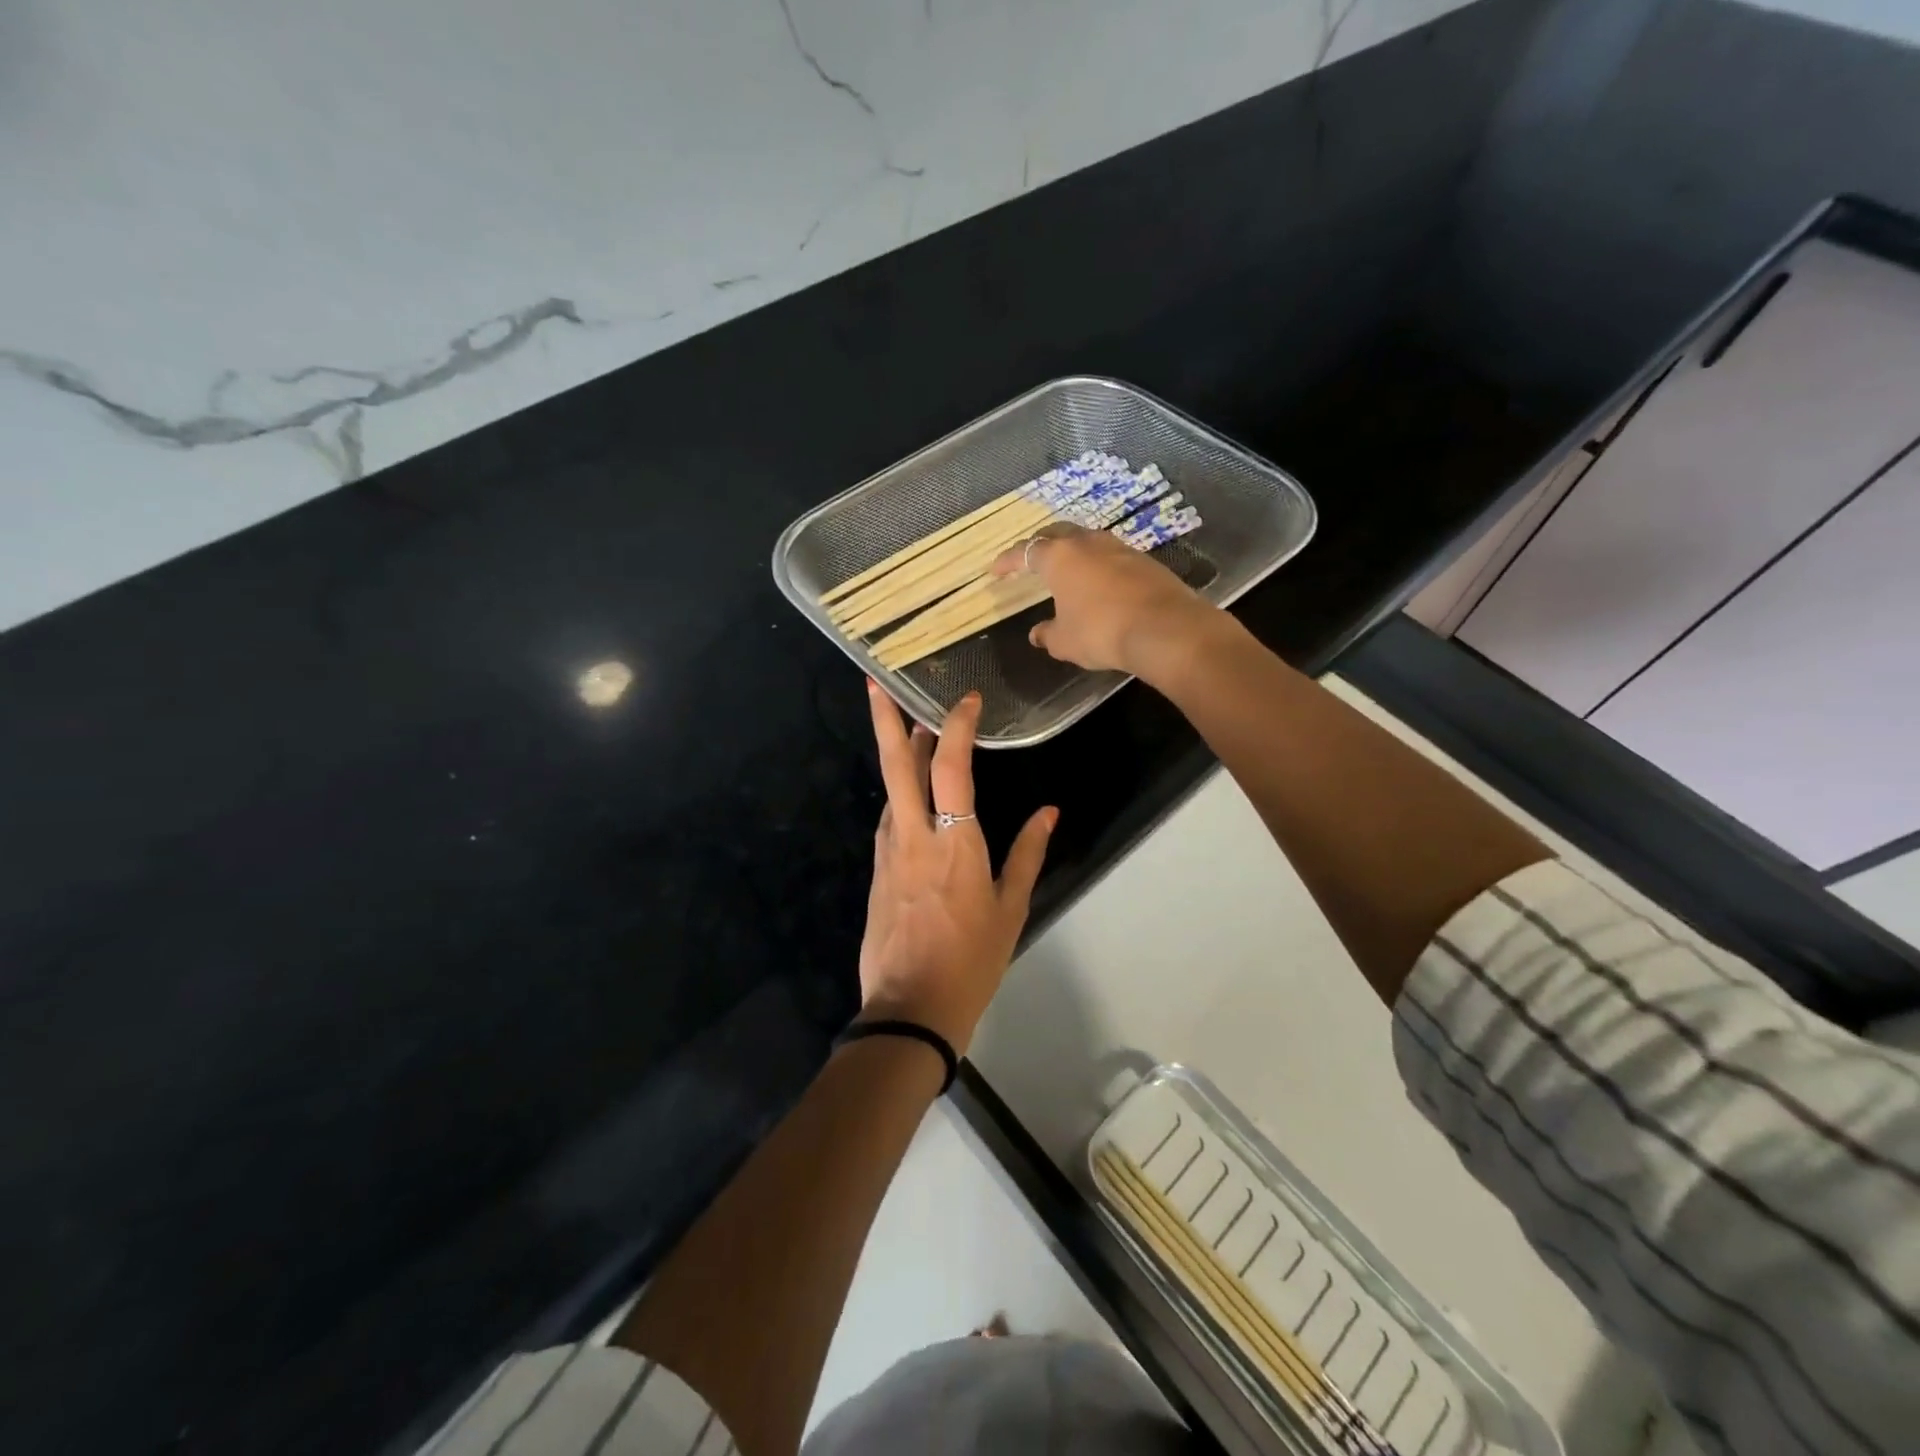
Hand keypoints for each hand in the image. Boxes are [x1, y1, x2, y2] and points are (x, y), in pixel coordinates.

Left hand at [858, 683, 1054, 1053]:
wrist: (910, 1009)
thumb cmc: (971, 960)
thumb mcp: (1011, 909)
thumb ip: (1028, 853)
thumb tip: (1050, 811)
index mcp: (954, 843)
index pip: (951, 768)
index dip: (956, 727)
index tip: (966, 701)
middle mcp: (913, 837)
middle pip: (895, 766)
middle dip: (885, 719)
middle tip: (875, 682)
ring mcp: (888, 853)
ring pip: (889, 791)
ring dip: (897, 756)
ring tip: (910, 729)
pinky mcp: (878, 871)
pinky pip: (889, 820)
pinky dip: (900, 796)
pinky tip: (911, 795)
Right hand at [991, 525, 1220, 682]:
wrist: (1165, 629)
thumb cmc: (1101, 632)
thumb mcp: (1065, 642)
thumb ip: (1047, 634)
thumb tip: (1037, 634)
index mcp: (1059, 557)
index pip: (1025, 551)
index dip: (1007, 560)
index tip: (995, 570)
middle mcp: (1087, 543)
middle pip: (1057, 533)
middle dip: (1041, 544)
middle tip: (1032, 559)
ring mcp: (1119, 548)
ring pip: (1087, 541)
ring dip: (1074, 551)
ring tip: (1067, 568)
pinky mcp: (1144, 561)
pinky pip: (1111, 556)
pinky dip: (1098, 565)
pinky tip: (1100, 582)